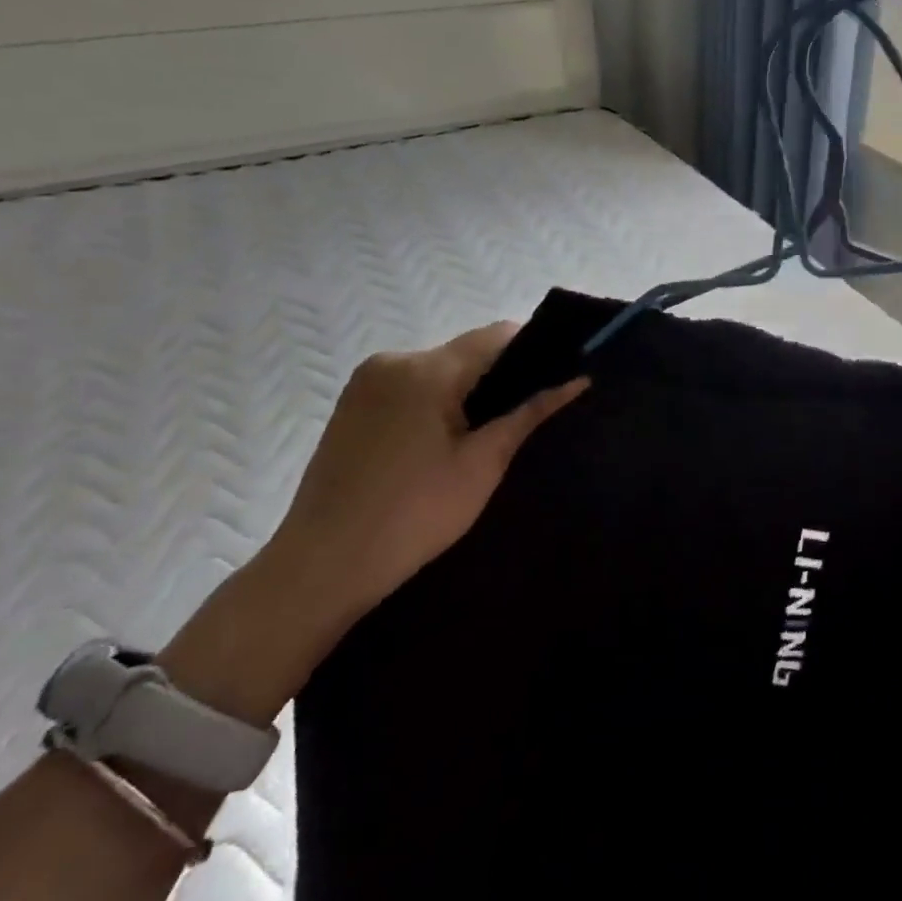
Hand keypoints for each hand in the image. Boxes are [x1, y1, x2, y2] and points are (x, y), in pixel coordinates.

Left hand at [264, 322, 586, 621]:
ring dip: (467, 389)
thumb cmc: (414, 515)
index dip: (535, 349)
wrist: (324, 565)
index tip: (561, 372)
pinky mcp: (351, 405)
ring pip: (437, 369)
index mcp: (426, 369)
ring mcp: (366, 382)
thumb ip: (529, 414)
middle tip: (528, 413)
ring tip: (489, 431)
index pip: (496, 335)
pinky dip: (435, 400)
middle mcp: (392, 360)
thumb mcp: (483, 464)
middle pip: (465, 351)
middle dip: (501, 374)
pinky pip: (409, 386)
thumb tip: (577, 380)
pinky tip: (444, 440)